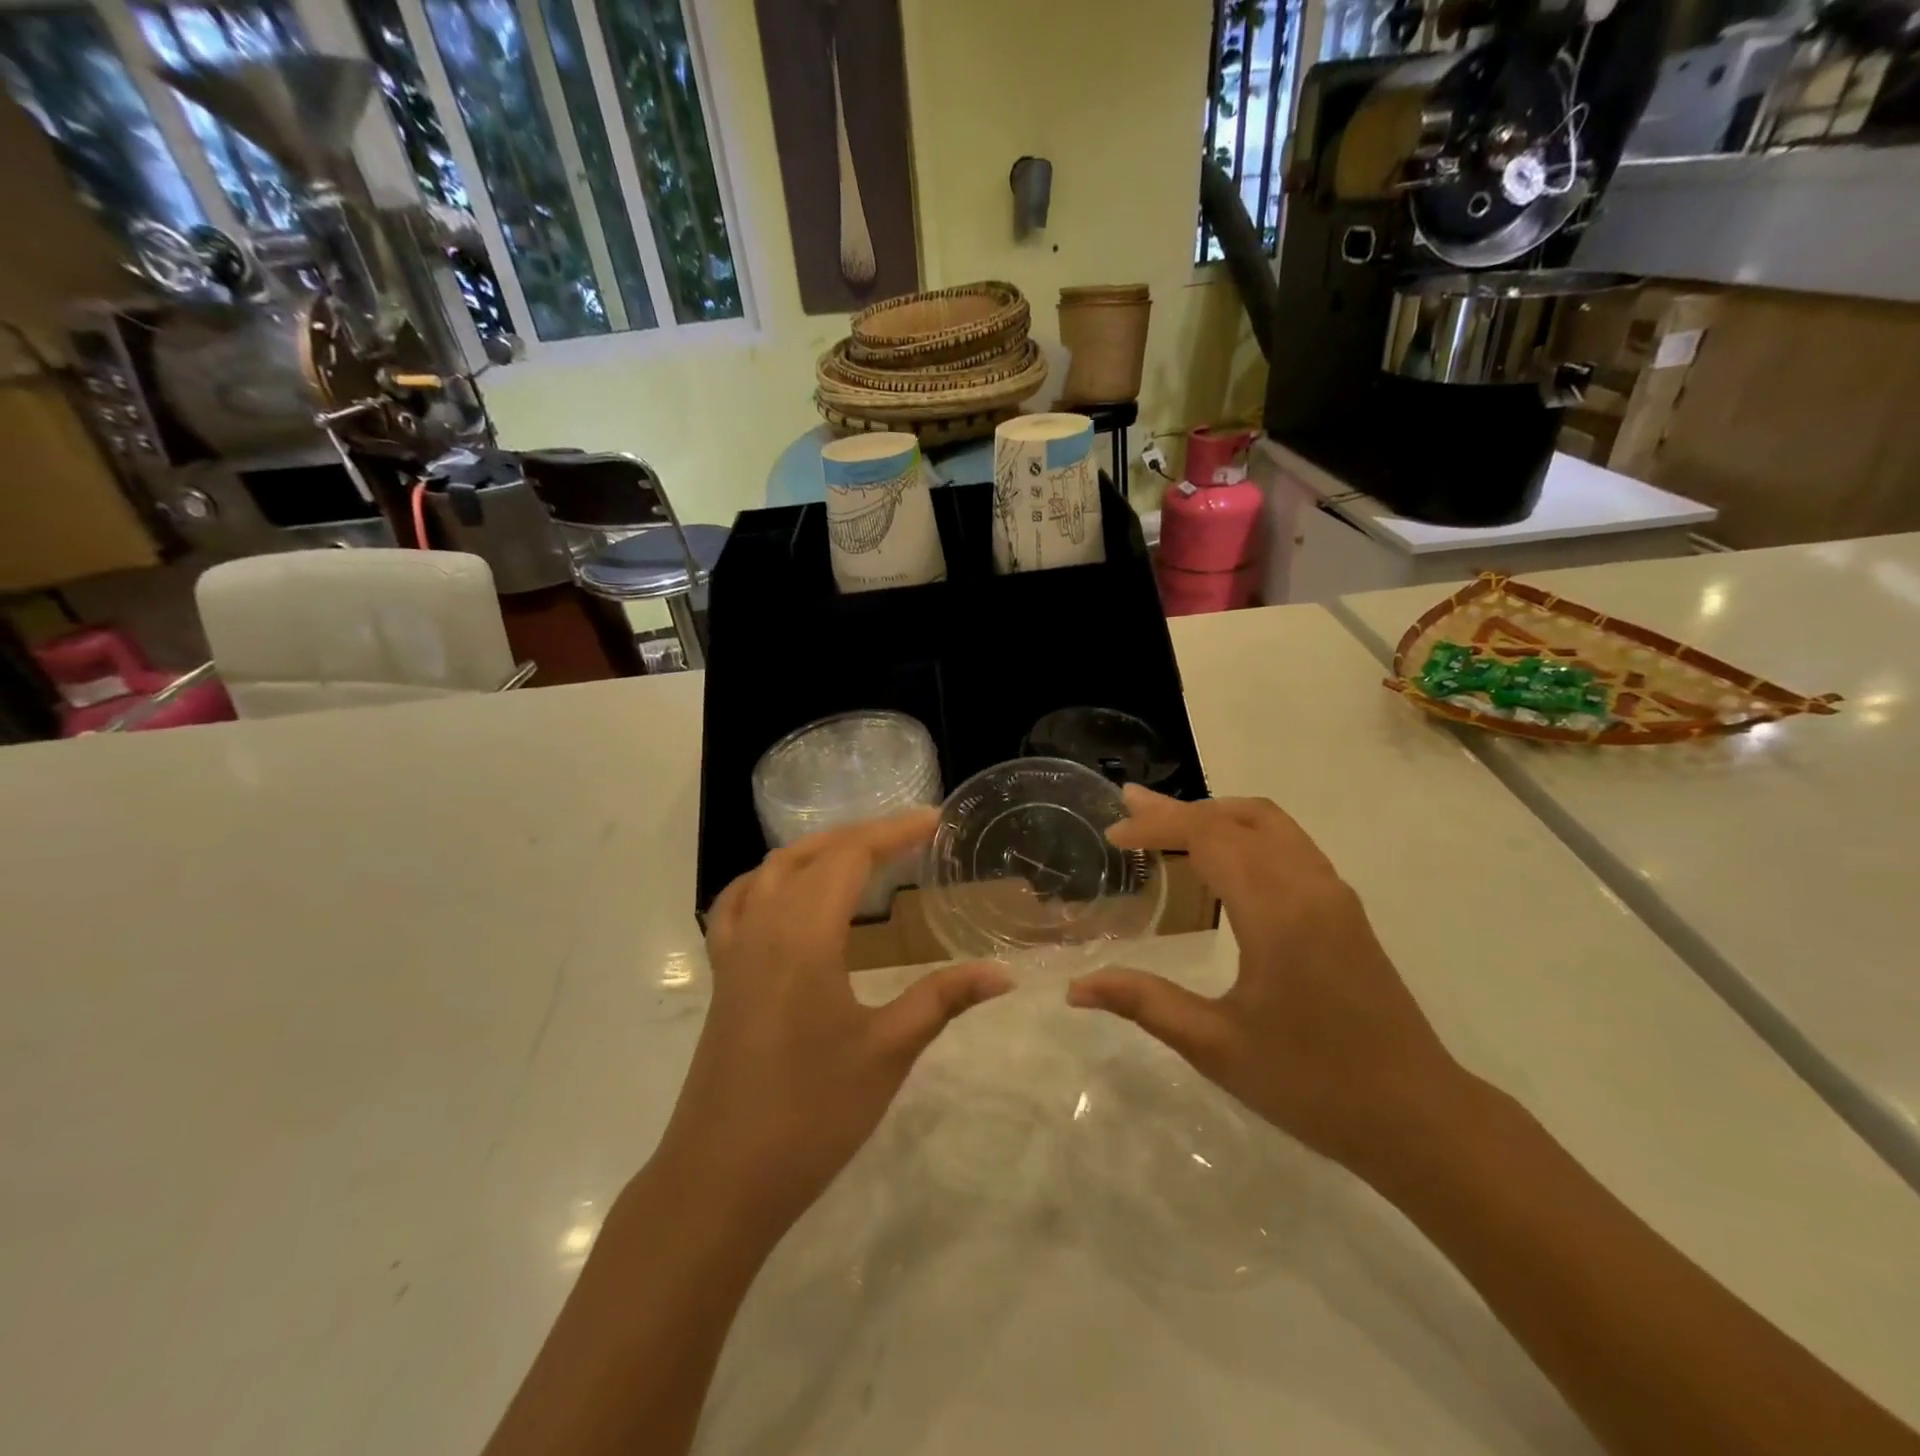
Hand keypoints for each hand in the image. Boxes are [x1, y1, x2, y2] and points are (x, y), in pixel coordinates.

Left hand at [658, 810, 1011, 1234]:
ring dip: (815, 851)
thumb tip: (1003, 973)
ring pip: (770, 872)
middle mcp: (763, 927)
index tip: (934, 820)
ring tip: (856, 855)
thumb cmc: (810, 1114)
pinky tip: (787, 898)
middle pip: (810, 855)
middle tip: (908, 837)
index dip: (894, 831)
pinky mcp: (723, 978)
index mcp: (804, 935)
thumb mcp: (887, 1052)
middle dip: (860, 836)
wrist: (720, 1181)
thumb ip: (943, 999)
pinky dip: (768, 881)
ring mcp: (734, 952)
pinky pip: (739, 904)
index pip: (850, 857)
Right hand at [1067, 787, 1469, 1180]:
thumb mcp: (1216, 1046)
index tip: (1114, 835)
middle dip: (1180, 810)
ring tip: (1168, 826)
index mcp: (1278, 912)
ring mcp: (1334, 894)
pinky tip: (1221, 862)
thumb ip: (1144, 1003)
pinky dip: (1245, 833)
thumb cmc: (1312, 1085)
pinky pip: (1290, 844)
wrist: (1419, 1118)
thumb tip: (1075, 989)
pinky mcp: (1345, 910)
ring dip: (1216, 815)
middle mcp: (1310, 887)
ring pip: (1271, 823)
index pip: (1208, 836)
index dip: (1157, 825)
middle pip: (1239, 817)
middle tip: (1130, 812)